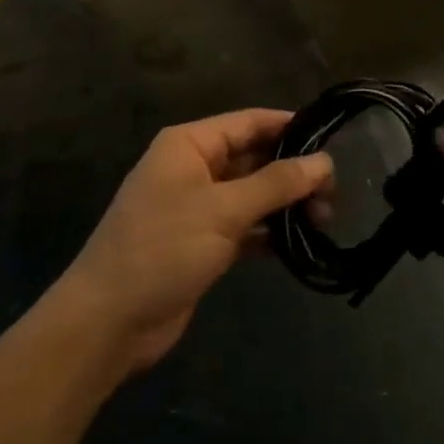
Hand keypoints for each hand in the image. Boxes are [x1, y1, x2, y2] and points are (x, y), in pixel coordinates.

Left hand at [59, 110, 332, 374]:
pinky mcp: (201, 243)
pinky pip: (244, 226)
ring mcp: (197, 207)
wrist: (109, 321)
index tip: (332, 140)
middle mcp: (193, 168)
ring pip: (252, 194)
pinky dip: (269, 232)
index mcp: (190, 144)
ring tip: (326, 219)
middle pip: (253, 157)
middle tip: (335, 194)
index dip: (290, 127)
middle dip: (292, 172)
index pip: (249, 122)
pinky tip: (300, 245)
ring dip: (285, 204)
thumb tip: (324, 161)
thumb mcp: (223, 210)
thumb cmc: (162, 249)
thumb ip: (276, 184)